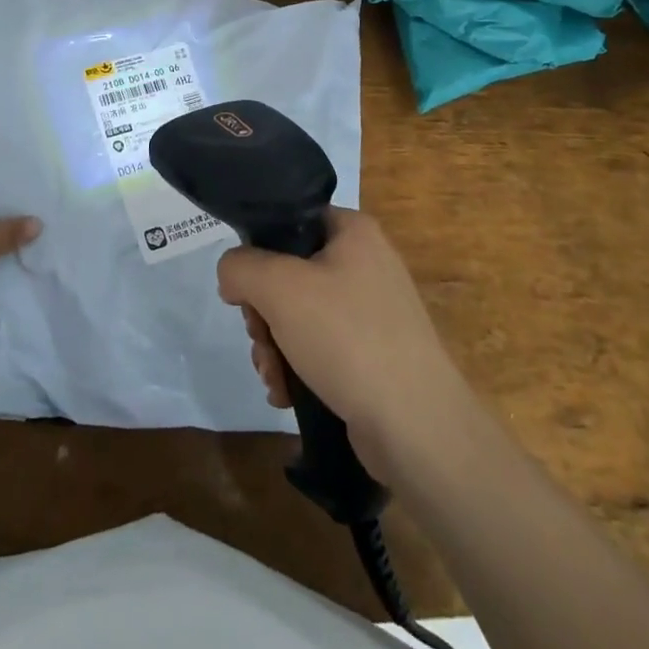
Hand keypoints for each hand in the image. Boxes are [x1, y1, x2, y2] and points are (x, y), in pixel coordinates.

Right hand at [217, 209, 468, 471]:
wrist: (416, 427)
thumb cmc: (347, 337)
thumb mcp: (278, 287)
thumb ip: (240, 267)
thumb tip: (232, 276)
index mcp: (353, 231)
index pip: (290, 221)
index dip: (258, 252)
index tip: (245, 290)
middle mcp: (366, 262)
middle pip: (289, 273)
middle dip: (263, 313)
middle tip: (259, 339)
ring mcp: (372, 311)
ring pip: (300, 314)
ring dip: (274, 345)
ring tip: (273, 377)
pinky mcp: (374, 354)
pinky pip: (321, 347)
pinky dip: (297, 367)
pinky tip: (286, 394)